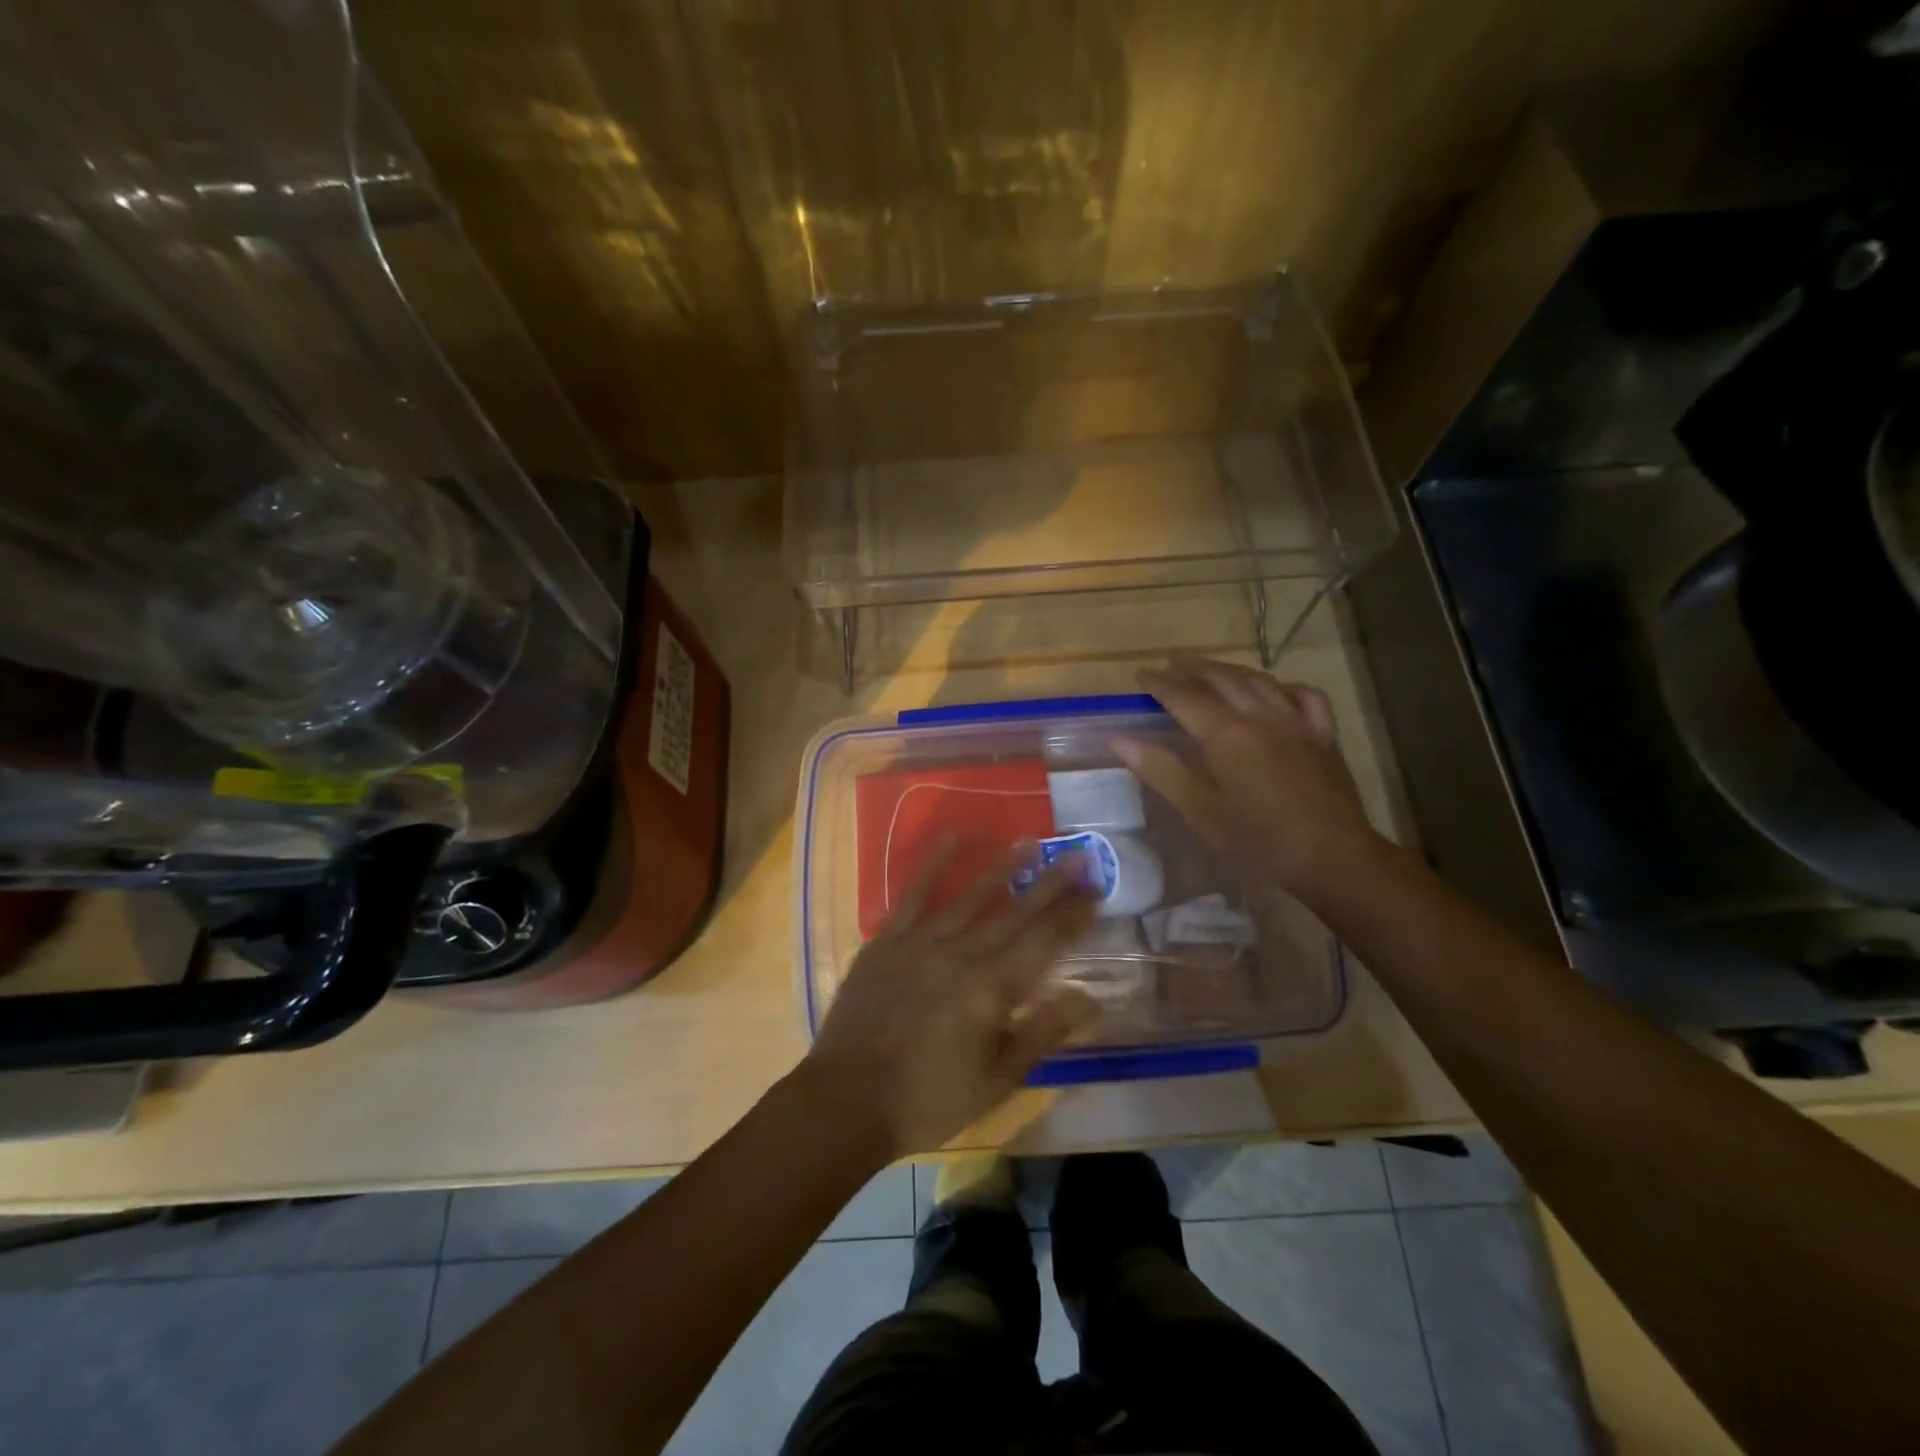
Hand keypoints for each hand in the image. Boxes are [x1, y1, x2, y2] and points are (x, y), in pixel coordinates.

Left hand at [803, 848, 1098, 1158]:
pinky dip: (935, 865)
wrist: (847, 1102)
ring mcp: (921, 942)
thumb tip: (1089, 999)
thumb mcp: (996, 1081)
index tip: (1095, 891)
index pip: (1044, 943)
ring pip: (971, 896)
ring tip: (1029, 841)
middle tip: (1078, 855)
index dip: (1072, 917)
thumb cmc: (929, 1100)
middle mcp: (962, 954)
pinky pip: (914, 894)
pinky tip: (953, 838)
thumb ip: (1042, 1034)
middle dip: (1050, 884)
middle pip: (1015, 913)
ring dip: (1002, 867)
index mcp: (992, 990)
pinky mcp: (887, 940)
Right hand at [1115, 659, 1383, 901]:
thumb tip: (1118, 739)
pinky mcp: (1323, 735)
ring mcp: (1295, 721)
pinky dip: (1283, 688)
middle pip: (1221, 679)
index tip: (1141, 676)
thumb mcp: (1198, 809)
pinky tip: (1276, 693)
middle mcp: (1258, 715)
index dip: (1160, 683)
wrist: (1330, 856)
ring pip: (1259, 681)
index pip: (1183, 696)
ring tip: (1213, 672)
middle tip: (1173, 666)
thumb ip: (1159, 769)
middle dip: (1193, 669)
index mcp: (1224, 733)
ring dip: (1231, 672)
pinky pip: (1304, 696)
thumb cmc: (1256, 839)